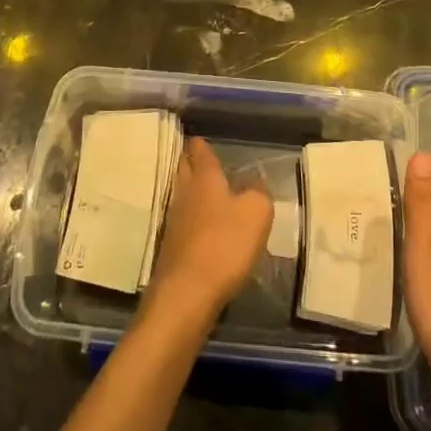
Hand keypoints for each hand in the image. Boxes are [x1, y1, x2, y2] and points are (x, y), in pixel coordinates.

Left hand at [144, 138, 272, 325]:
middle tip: (193, 153)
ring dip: (188, 186)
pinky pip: (181, 220)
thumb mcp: (256, 213)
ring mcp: (174, 221)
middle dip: (189, 160)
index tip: (198, 137)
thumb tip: (254, 184)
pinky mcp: (172, 247)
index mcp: (205, 179)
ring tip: (198, 183)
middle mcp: (185, 194)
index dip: (201, 144)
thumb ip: (258, 193)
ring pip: (180, 193)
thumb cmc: (225, 244)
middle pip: (184, 170)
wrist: (187, 293)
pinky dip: (189, 215)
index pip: (200, 153)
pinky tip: (198, 222)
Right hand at [403, 151, 430, 404]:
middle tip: (376, 194)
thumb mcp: (426, 248)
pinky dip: (423, 259)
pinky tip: (410, 270)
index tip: (386, 164)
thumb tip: (426, 152)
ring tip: (385, 227)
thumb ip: (424, 204)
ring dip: (418, 231)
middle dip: (413, 202)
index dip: (415, 176)